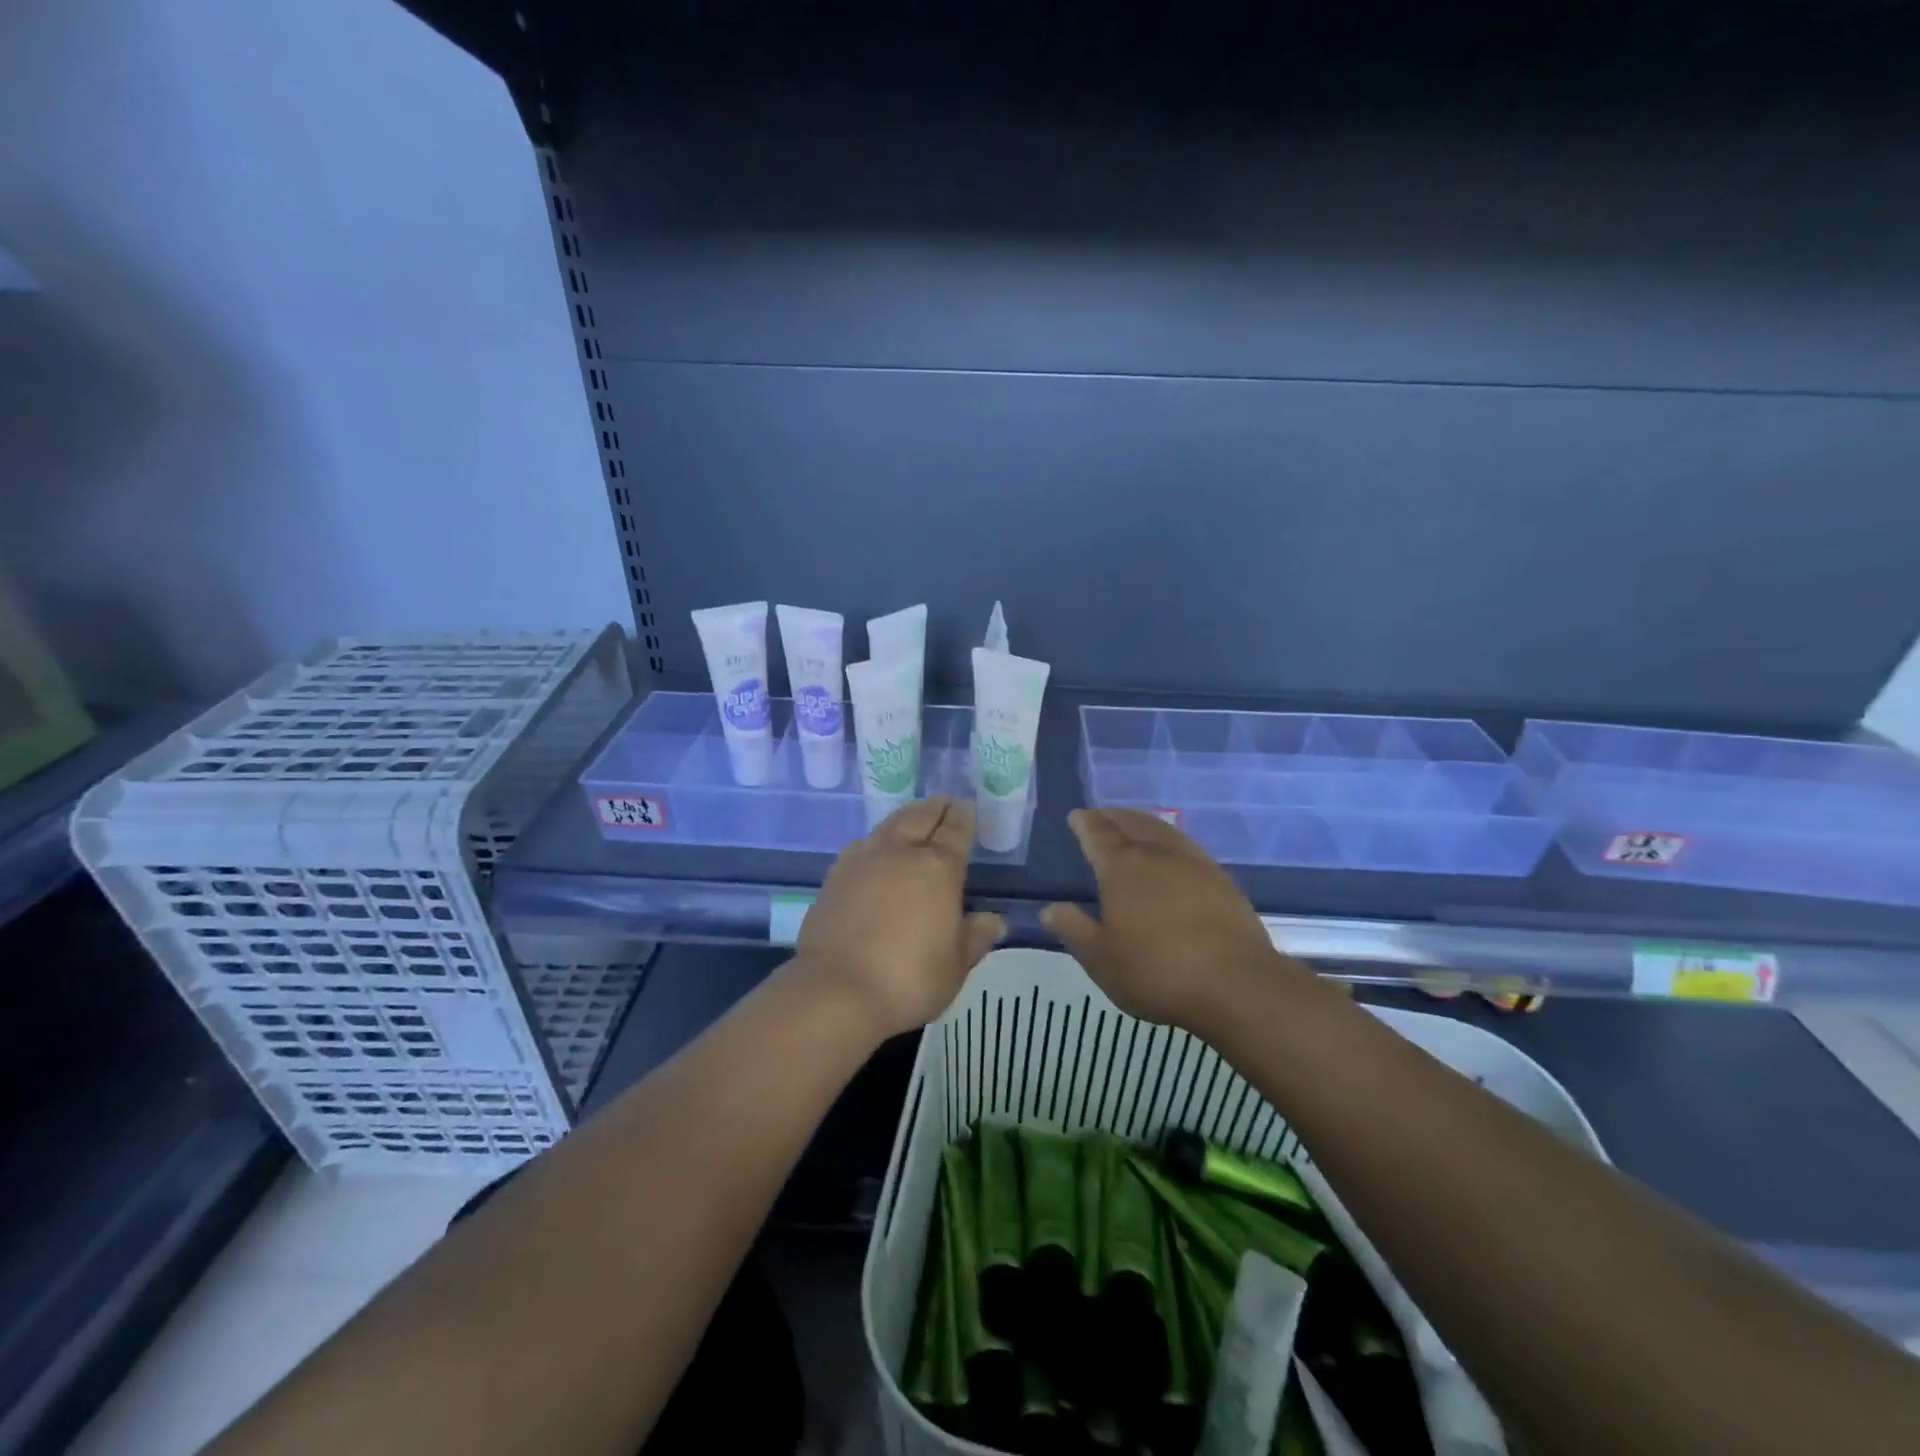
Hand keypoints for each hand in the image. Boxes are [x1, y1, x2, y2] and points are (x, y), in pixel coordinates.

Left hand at [793, 797, 1006, 1039]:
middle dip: (934, 809)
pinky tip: (875, 849)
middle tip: (944, 803)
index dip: (963, 818)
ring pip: (888, 827)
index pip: (955, 832)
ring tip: (912, 819)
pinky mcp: (834, 878)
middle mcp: (899, 854)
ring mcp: (862, 862)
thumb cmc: (909, 978)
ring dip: (904, 818)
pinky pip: (861, 846)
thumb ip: (976, 936)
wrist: (836, 991)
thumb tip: (995, 920)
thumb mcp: (956, 965)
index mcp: (937, 868)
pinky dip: (876, 840)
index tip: (966, 806)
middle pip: (919, 818)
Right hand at [1042, 808, 1316, 1030]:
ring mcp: (1194, 864)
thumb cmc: (1157, 972)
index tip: (1076, 815)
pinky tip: (1173, 853)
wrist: (1235, 985)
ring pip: (1162, 830)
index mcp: (1122, 869)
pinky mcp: (1221, 880)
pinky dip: (1170, 840)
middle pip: (1131, 824)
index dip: (1084, 823)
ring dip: (1142, 822)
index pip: (1097, 834)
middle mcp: (1157, 855)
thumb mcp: (1101, 960)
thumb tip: (1049, 909)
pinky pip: (1187, 846)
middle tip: (1100, 815)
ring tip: (1133, 824)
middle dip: (1112, 816)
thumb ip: (1074, 930)